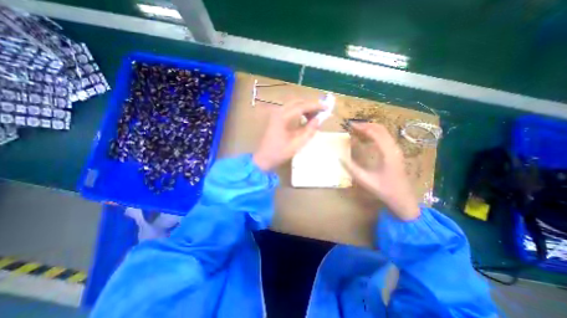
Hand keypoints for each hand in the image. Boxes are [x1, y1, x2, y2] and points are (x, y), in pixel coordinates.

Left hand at [253, 100, 324, 170]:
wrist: (264, 158)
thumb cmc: (280, 153)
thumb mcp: (298, 143)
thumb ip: (310, 130)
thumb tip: (319, 119)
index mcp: (282, 117)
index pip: (302, 106)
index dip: (316, 106)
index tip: (327, 108)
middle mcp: (278, 111)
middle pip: (298, 102)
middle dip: (311, 106)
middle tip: (322, 112)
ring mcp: (276, 114)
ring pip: (294, 105)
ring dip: (305, 108)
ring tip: (315, 117)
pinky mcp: (275, 118)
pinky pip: (290, 110)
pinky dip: (299, 112)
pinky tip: (305, 119)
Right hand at [343, 123, 416, 218]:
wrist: (403, 199)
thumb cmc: (385, 190)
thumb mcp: (365, 180)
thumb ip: (351, 168)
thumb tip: (339, 158)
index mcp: (388, 153)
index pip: (375, 133)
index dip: (362, 127)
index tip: (350, 125)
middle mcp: (394, 148)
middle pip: (381, 129)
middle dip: (366, 125)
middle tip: (352, 126)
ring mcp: (396, 150)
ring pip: (384, 132)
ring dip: (371, 129)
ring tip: (357, 130)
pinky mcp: (395, 153)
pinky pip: (385, 138)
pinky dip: (375, 134)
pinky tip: (366, 139)